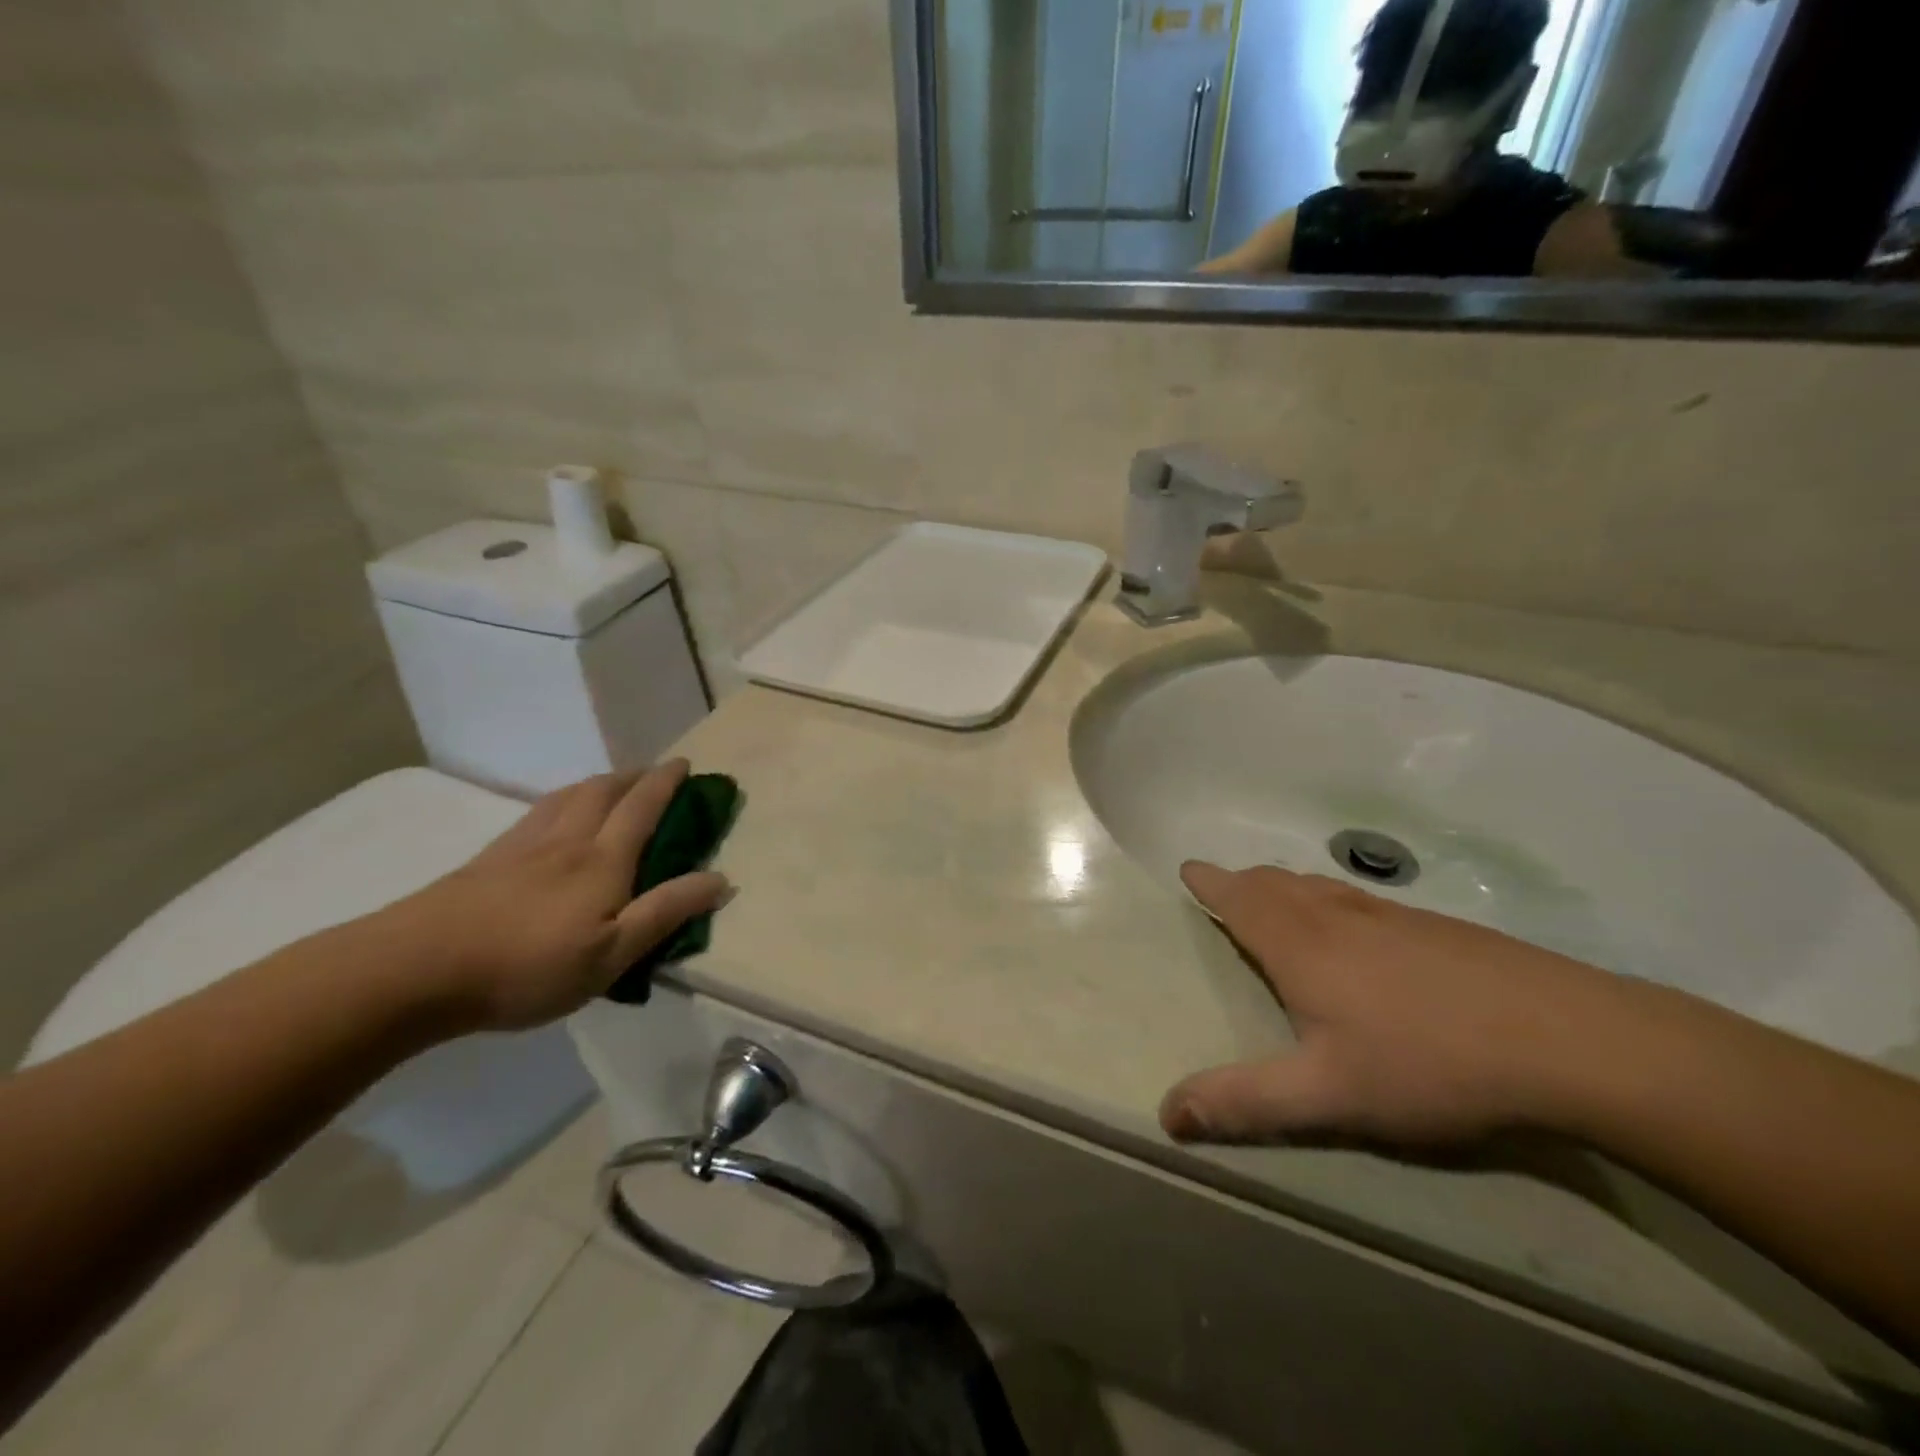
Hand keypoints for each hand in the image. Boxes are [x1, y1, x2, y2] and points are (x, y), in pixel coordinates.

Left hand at [381, 761, 728, 1032]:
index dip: (666, 782)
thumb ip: (666, 913)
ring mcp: (523, 845)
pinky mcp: (488, 859)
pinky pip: (538, 812)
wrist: (416, 969)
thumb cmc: (527, 966)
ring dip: (598, 783)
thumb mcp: (612, 954)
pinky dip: (561, 801)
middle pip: (603, 790)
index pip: (643, 806)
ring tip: (611, 787)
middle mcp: (567, 840)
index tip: (686, 764)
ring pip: (568, 796)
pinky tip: (553, 817)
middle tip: (653, 775)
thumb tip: (720, 878)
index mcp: (603, 859)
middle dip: (634, 776)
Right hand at [1161, 863, 1635, 1147]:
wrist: (1569, 1039)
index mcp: (1300, 943)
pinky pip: (1361, 900)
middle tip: (1225, 891)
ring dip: (1286, 887)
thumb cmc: (1428, 1062)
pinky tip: (1359, 931)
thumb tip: (1166, 1113)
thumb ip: (1243, 1101)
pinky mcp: (1437, 928)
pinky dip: (1332, 899)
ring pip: (1320, 887)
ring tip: (1277, 901)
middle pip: (1275, 882)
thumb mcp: (1327, 1094)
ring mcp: (1391, 916)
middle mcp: (1337, 915)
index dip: (1209, 882)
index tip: (1187, 870)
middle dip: (1242, 882)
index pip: (1239, 898)